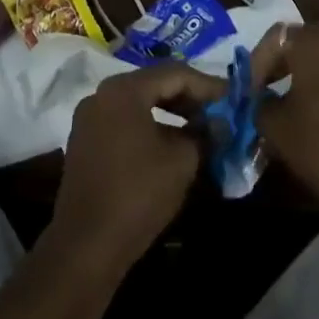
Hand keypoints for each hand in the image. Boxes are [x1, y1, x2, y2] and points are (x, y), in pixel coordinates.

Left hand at [49, 63, 221, 274]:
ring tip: (201, 128)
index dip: (208, 86)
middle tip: (219, 113)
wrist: (86, 245)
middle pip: (155, 84)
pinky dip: (151, 126)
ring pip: (139, 103)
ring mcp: (90, 118)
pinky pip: (125, 121)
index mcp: (123, 90)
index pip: (175, 74)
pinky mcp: (85, 142)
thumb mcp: (182, 161)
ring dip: (171, 113)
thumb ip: (204, 134)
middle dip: (190, 98)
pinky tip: (172, 143)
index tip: (233, 99)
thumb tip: (219, 125)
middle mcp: (102, 95)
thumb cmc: (138, 194)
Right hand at [249, 23, 318, 224]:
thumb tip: (261, 99)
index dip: (257, 62)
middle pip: (301, 41)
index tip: (249, 90)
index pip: (275, 37)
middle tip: (265, 89)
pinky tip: (315, 110)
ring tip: (288, 101)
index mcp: (314, 42)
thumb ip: (260, 103)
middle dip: (280, 63)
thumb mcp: (275, 126)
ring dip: (304, 73)